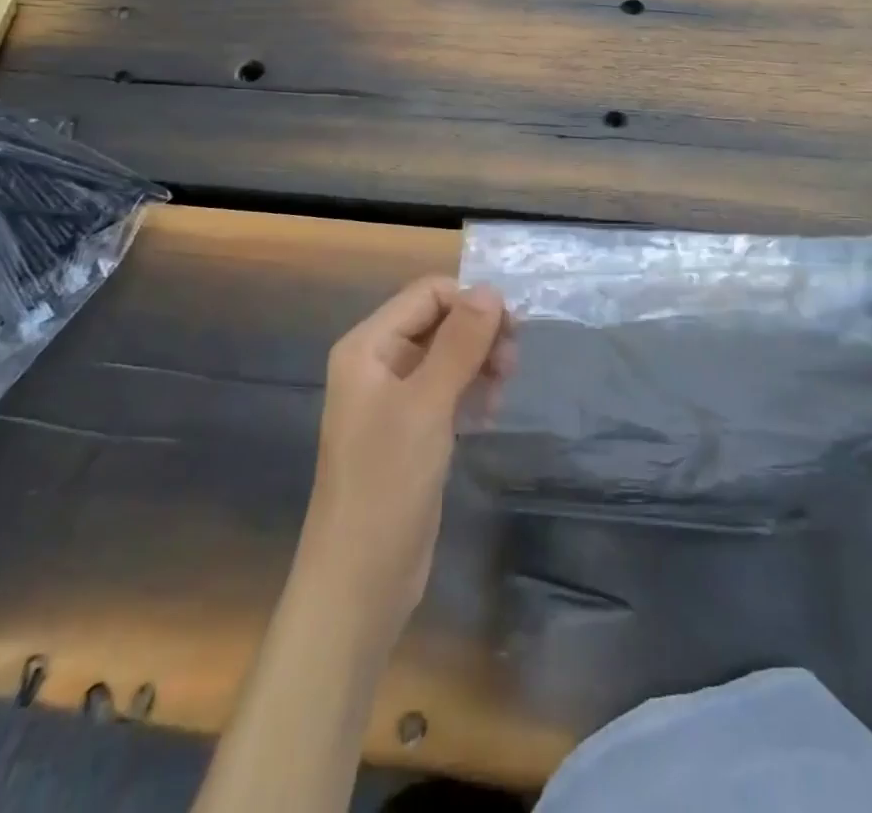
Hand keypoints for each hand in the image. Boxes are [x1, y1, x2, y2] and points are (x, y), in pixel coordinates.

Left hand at [295, 278, 512, 643]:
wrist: (360, 581)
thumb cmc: (387, 483)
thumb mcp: (427, 405)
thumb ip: (460, 342)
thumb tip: (491, 290)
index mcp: (368, 346)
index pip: (427, 294)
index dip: (470, 302)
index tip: (510, 331)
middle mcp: (378, 363)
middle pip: (439, 321)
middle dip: (479, 334)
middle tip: (511, 366)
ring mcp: (394, 398)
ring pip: (448, 355)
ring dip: (480, 364)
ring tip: (501, 394)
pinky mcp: (412, 429)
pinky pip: (448, 389)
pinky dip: (472, 392)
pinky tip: (488, 415)